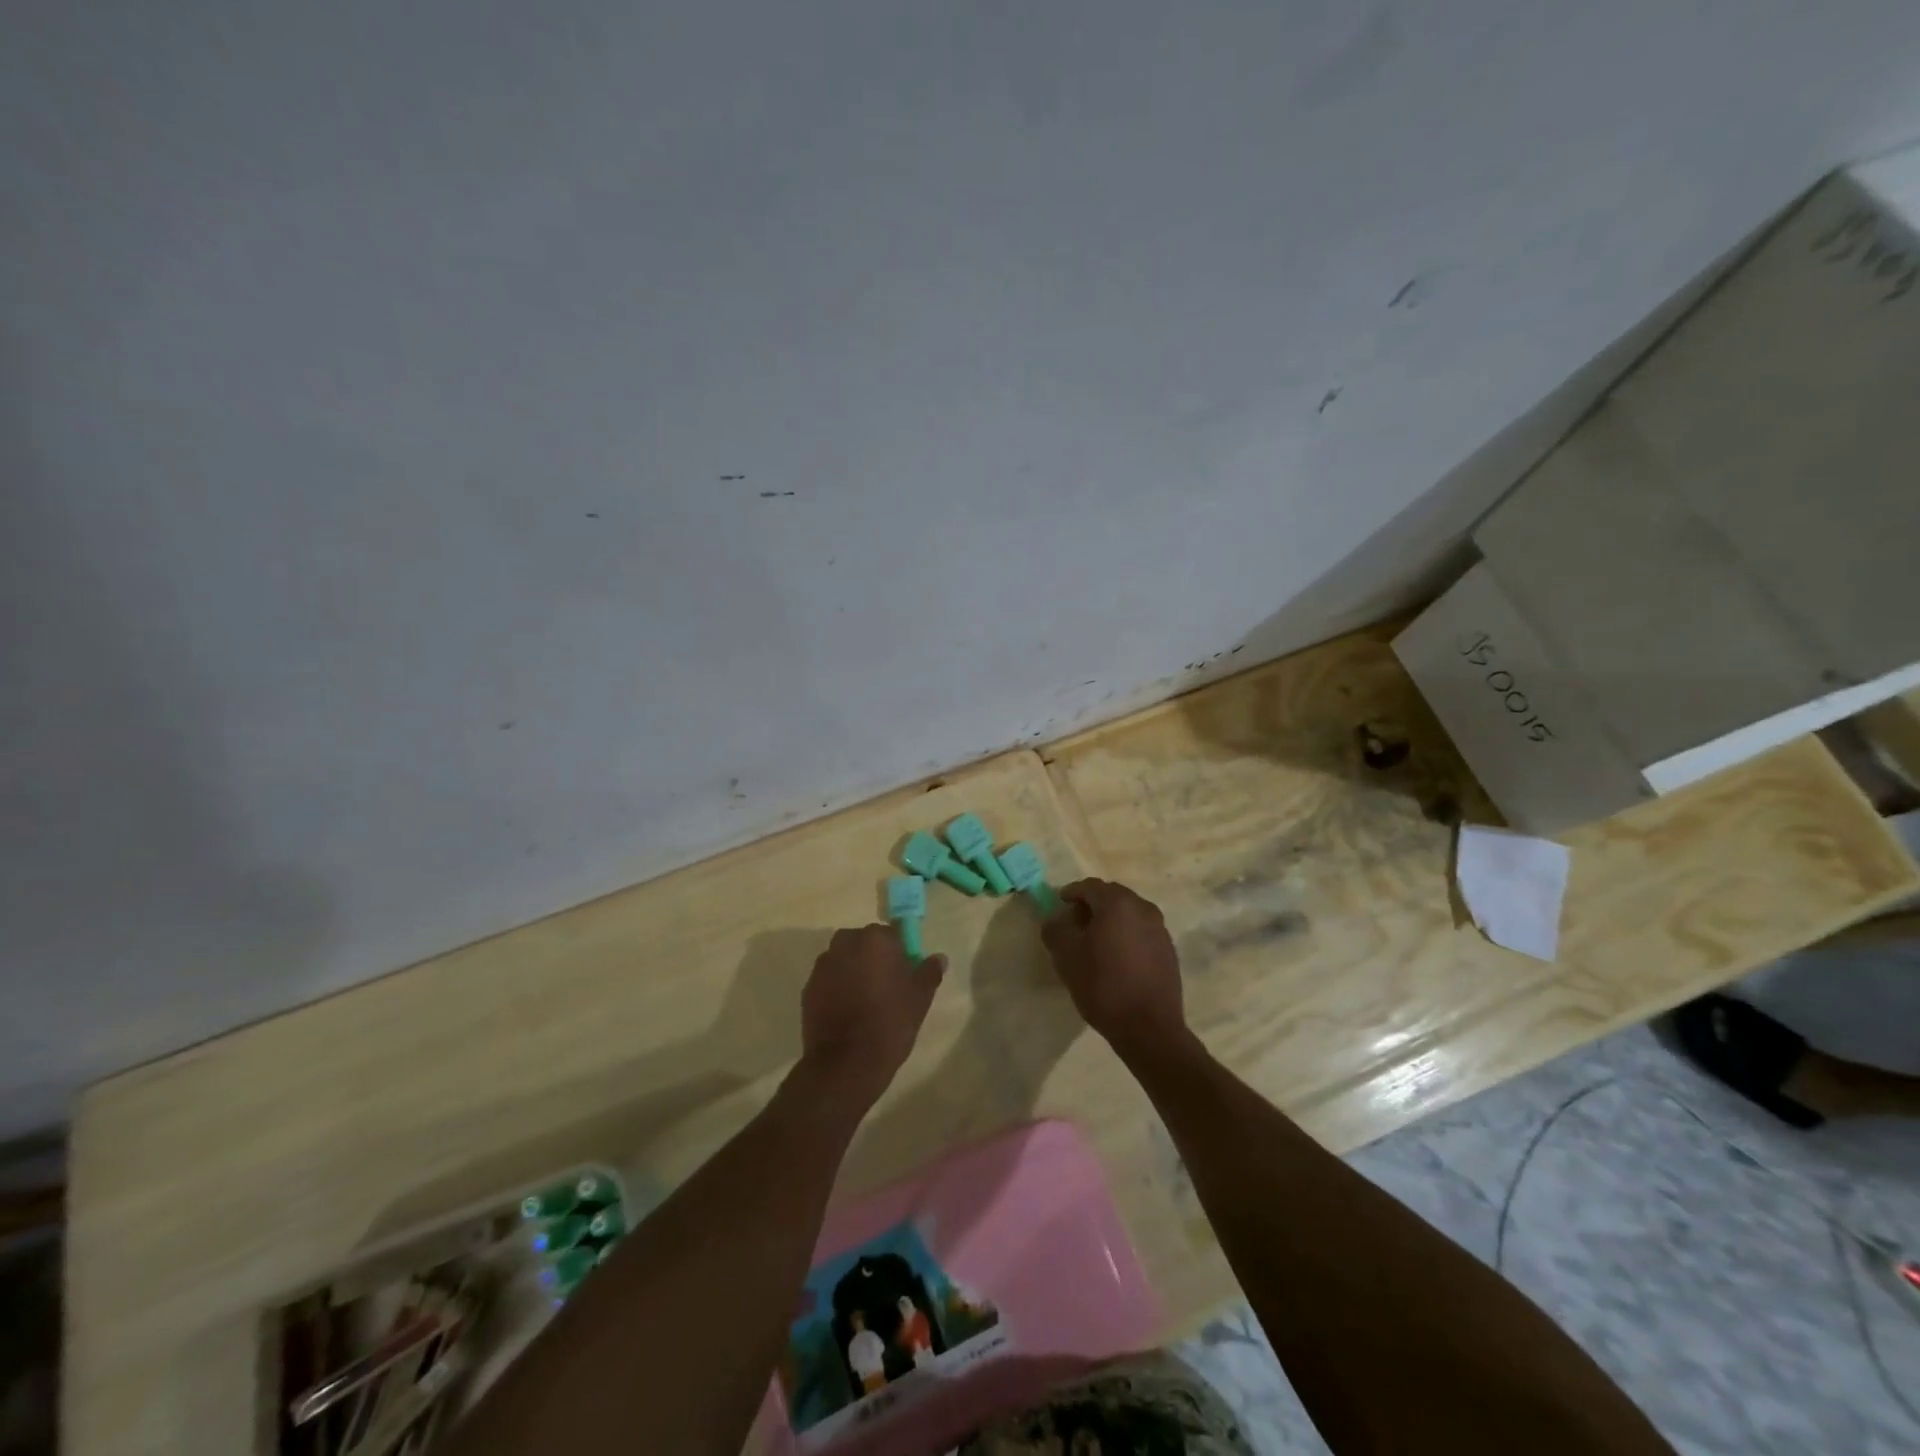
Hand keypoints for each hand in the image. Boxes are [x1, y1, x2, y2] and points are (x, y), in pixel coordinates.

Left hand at [798, 925, 945, 1108]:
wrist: (846, 1064)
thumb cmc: (889, 1024)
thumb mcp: (920, 999)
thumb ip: (929, 972)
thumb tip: (939, 958)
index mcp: (874, 940)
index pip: (890, 934)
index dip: (899, 952)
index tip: (904, 974)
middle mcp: (845, 944)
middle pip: (863, 943)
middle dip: (872, 957)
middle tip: (886, 986)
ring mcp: (823, 966)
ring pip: (843, 960)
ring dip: (853, 971)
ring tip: (865, 1001)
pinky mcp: (807, 989)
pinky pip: (828, 980)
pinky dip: (837, 988)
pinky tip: (847, 1012)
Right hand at [1041, 879, 1186, 1058]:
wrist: (1149, 1028)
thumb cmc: (1103, 985)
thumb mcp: (1066, 957)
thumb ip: (1056, 929)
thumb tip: (1056, 919)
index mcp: (1117, 903)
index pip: (1089, 886)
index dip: (1071, 893)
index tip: (1059, 905)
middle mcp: (1143, 908)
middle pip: (1112, 896)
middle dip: (1091, 905)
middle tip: (1074, 924)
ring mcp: (1160, 929)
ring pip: (1129, 914)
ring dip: (1110, 920)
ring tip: (1095, 942)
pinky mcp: (1168, 950)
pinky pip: (1141, 932)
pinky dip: (1126, 935)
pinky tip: (1116, 958)